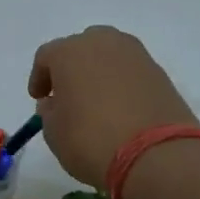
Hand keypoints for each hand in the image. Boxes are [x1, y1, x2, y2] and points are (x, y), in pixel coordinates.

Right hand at [28, 26, 198, 187]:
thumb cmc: (91, 140)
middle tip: (68, 95)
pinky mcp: (160, 72)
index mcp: (70, 52)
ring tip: (95, 102)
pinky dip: (121, 84)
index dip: (39, 77)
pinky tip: (119, 109)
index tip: (39, 98)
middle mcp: (103, 43)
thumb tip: (55, 102)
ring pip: (108, 57)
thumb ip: (49, 111)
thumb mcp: (54, 132)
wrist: (156, 155)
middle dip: (71, 68)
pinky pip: (130, 72)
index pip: (46, 56)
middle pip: (80, 48)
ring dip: (98, 74)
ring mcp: (136, 55)